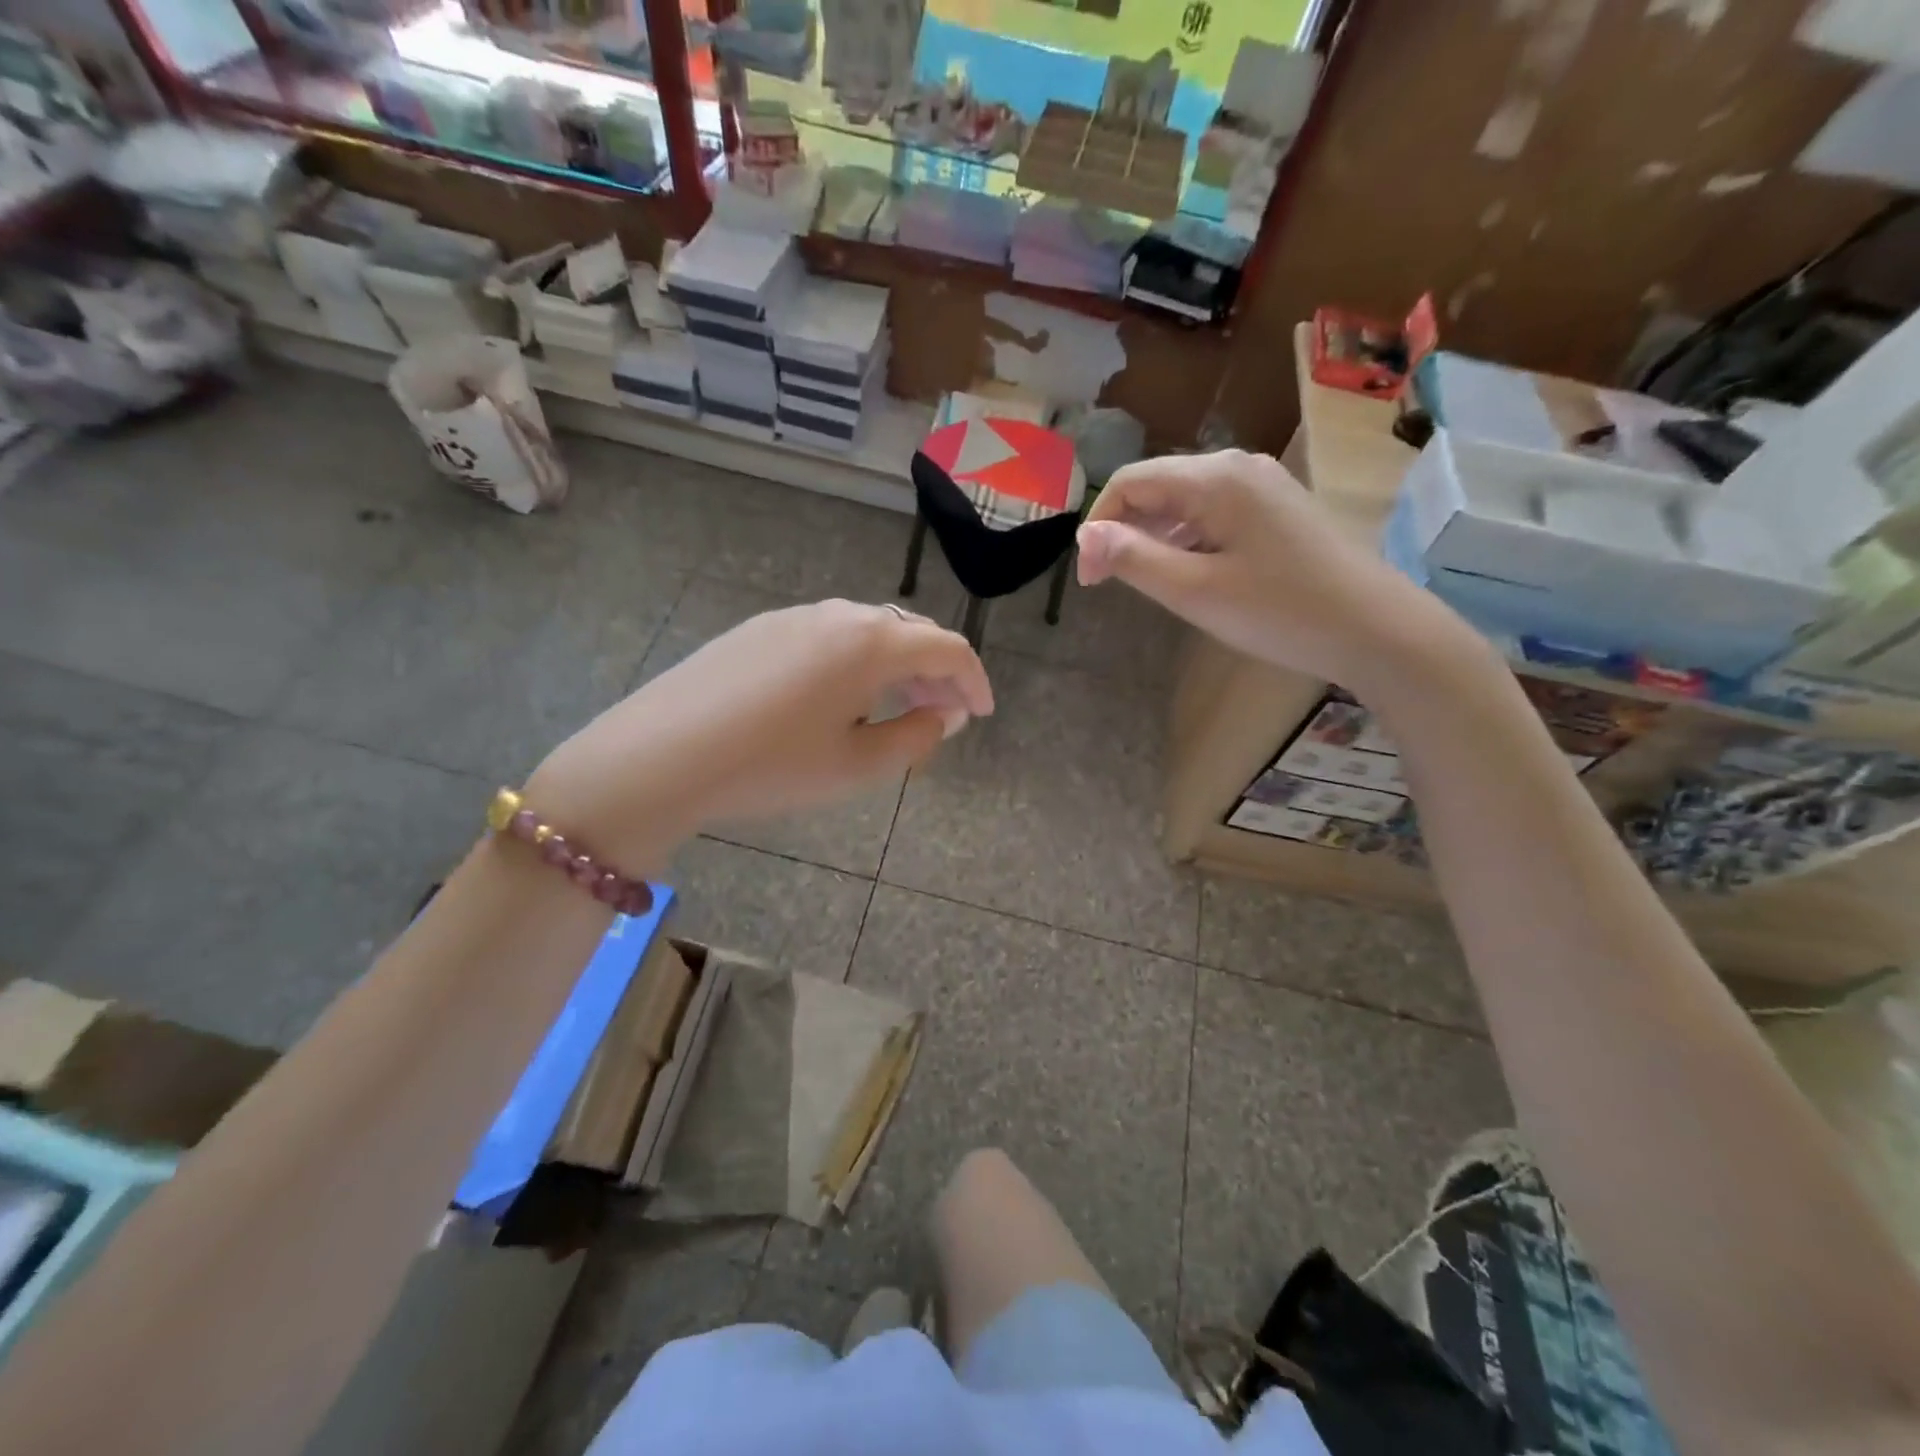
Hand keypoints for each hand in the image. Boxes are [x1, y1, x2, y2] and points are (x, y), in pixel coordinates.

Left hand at [527, 600, 992, 870]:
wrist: (660, 756)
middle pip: (908, 634)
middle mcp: (837, 615)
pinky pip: (828, 637)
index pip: (946, 649)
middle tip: (944, 713)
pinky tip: (840, 696)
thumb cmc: (770, 767)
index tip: (982, 713)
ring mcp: (793, 617)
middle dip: (936, 672)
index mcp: (871, 643)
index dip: (974, 681)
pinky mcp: (758, 629)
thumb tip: (940, 716)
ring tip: (897, 705)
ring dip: (895, 665)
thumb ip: (914, 739)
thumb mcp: (856, 767)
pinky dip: (855, 661)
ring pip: (867, 632)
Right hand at [1076, 449, 1467, 689]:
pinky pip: (1213, 514)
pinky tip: (1189, 573)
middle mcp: (1237, 467)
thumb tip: (1085, 536)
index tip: (1090, 580)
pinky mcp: (1277, 510)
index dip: (1098, 526)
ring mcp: (1262, 486)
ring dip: (1154, 537)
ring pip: (1184, 501)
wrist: (1375, 629)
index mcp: (1214, 478)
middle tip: (1110, 584)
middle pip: (1157, 486)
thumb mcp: (1195, 591)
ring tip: (1146, 583)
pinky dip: (1187, 539)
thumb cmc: (1280, 611)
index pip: (1130, 482)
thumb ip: (1135, 559)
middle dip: (1124, 531)